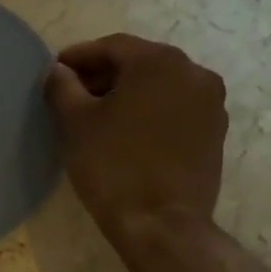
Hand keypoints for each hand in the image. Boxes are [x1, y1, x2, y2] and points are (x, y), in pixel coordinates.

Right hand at [44, 35, 227, 243]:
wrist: (162, 225)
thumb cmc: (113, 166)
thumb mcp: (75, 122)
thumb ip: (62, 86)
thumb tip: (58, 71)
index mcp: (159, 62)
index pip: (112, 47)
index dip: (79, 57)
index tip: (55, 71)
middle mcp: (193, 72)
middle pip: (139, 63)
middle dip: (104, 75)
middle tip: (72, 94)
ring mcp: (210, 103)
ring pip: (159, 86)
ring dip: (128, 93)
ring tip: (98, 116)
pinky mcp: (215, 132)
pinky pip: (175, 108)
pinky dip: (149, 112)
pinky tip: (127, 133)